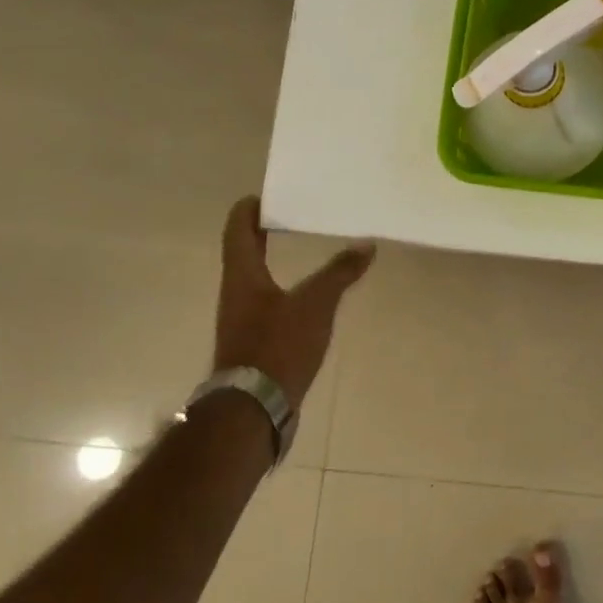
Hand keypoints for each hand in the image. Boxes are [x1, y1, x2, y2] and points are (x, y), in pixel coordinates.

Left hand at [213, 197, 374, 405]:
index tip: (268, 194)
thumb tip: (367, 244)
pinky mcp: (252, 341)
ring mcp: (241, 319)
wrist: (254, 407)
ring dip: (273, 260)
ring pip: (254, 278)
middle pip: (244, 252)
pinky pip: (265, 302)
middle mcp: (235, 292)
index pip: (238, 229)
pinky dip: (282, 288)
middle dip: (264, 232)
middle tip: (293, 216)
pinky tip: (306, 297)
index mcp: (242, 275)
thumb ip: (340, 272)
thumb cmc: (278, 345)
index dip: (249, 209)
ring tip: (303, 250)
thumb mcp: (315, 304)